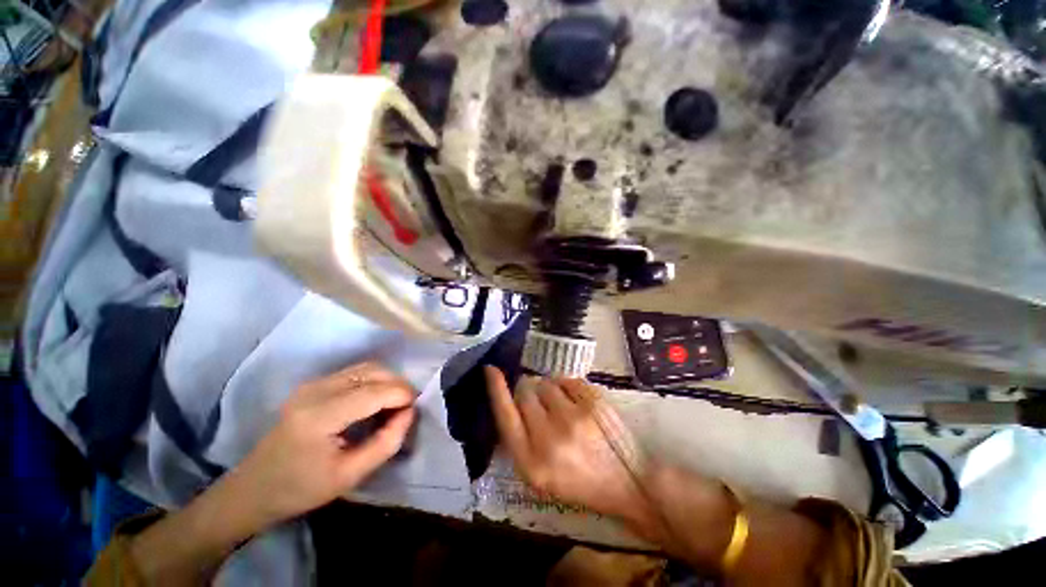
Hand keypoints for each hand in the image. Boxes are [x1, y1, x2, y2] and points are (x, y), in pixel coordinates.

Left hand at [234, 362, 415, 526]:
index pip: (374, 391)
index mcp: (320, 416)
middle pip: (373, 371)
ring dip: (387, 380)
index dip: (402, 395)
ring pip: (366, 367)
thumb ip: (386, 442)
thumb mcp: (349, 476)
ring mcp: (312, 384)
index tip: (416, 408)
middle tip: (408, 407)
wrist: (252, 489)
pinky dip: (374, 381)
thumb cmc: (300, 490)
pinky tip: (375, 400)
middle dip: (398, 385)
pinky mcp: (312, 385)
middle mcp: (315, 391)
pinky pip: (355, 372)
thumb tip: (410, 413)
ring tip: (394, 404)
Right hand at [484, 367, 648, 522]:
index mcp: (531, 463)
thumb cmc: (578, 481)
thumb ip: (519, 440)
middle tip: (542, 405)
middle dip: (529, 393)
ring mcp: (574, 417)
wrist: (626, 483)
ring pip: (547, 383)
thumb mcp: (539, 476)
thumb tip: (512, 398)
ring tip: (563, 409)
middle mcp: (550, 439)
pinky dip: (568, 388)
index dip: (496, 389)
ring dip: (550, 391)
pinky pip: (568, 380)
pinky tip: (577, 405)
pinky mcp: (594, 402)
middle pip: (525, 392)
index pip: (505, 416)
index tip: (490, 369)